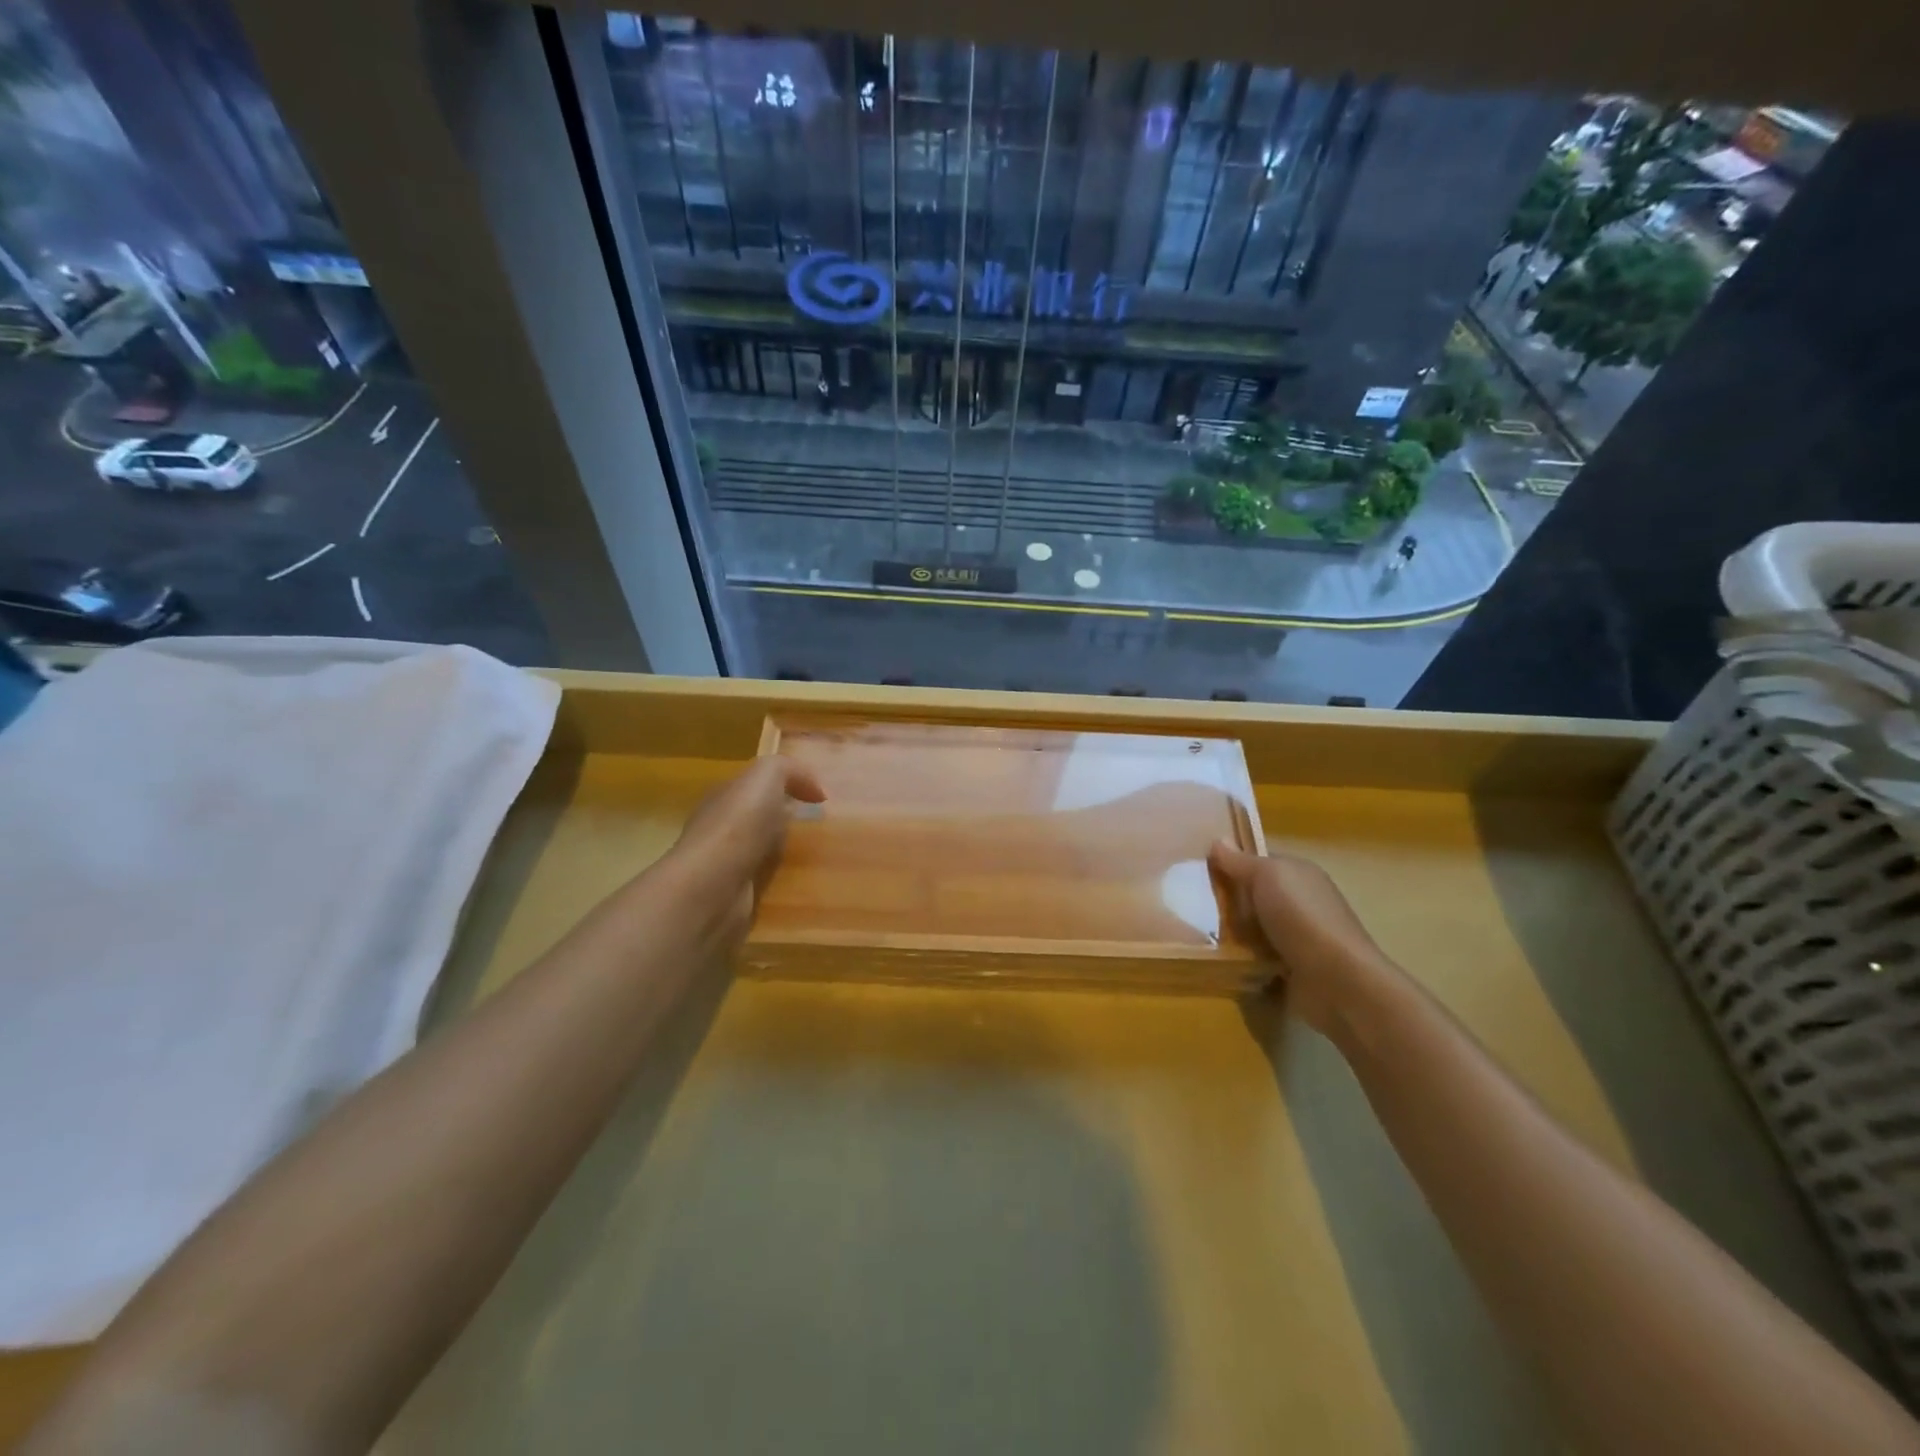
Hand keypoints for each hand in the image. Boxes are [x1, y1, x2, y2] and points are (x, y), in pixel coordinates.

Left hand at [662, 757, 824, 946]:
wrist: (710, 888)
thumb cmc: (738, 825)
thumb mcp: (766, 776)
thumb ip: (789, 770)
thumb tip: (816, 791)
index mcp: (724, 796)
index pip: (754, 786)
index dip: (785, 786)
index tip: (819, 799)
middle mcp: (721, 827)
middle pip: (758, 817)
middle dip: (785, 819)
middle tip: (821, 826)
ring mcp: (725, 864)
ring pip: (761, 850)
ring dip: (784, 852)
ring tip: (818, 856)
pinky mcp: (733, 896)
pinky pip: (763, 882)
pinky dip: (780, 881)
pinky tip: (801, 883)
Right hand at [1210, 842, 1397, 1035]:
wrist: (1336, 981)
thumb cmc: (1301, 917)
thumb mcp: (1267, 877)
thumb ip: (1239, 861)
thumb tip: (1217, 840)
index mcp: (1299, 875)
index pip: (1259, 863)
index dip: (1232, 864)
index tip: (1199, 871)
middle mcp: (1300, 903)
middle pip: (1252, 897)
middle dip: (1226, 902)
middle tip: (1192, 905)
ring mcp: (1296, 938)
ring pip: (1251, 930)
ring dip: (1230, 934)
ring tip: (1197, 934)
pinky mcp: (1290, 971)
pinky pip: (1255, 959)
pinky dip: (1239, 961)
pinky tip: (1218, 961)